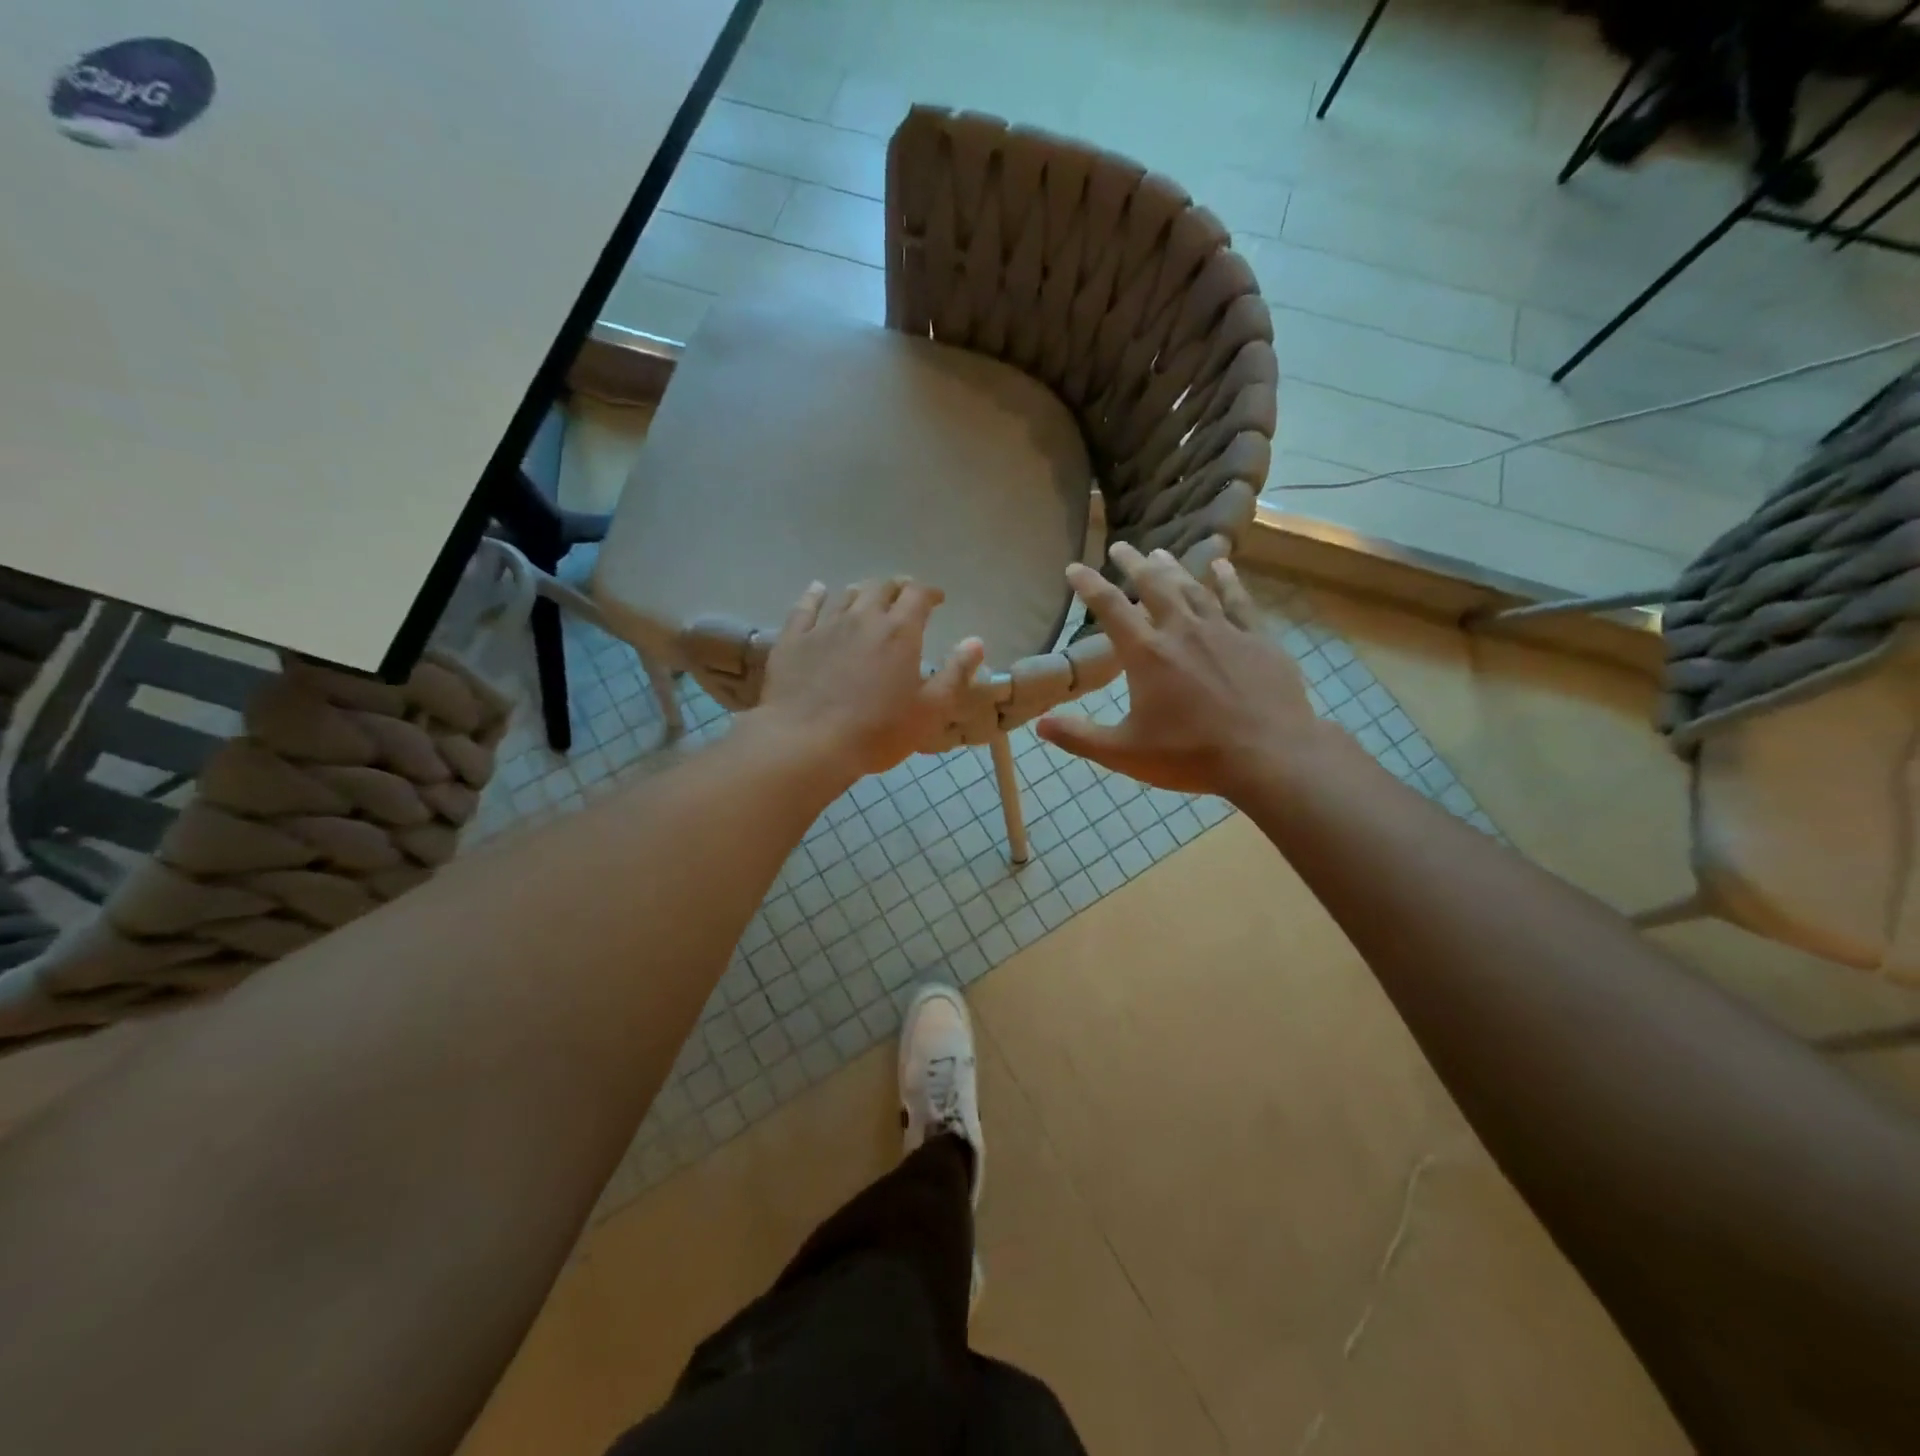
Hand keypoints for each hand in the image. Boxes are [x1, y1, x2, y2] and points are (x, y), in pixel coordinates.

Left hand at [753, 578, 984, 781]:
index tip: (937, 599)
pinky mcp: (793, 640)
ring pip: (846, 595)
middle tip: (904, 595)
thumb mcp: (930, 710)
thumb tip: (975, 641)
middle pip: (881, 588)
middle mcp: (863, 618)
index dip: (930, 593)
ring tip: (868, 596)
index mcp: (899, 632)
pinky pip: (805, 607)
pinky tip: (818, 590)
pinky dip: (815, 595)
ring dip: (862, 591)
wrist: (807, 743)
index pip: (918, 595)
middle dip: (897, 587)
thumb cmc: (877, 732)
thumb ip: (955, 674)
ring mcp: (825, 626)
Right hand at [1035, 544, 1330, 798]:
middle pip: (1153, 585)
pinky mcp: (1258, 638)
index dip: (1088, 585)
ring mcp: (1223, 630)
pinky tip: (1222, 565)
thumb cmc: (1191, 756)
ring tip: (1159, 552)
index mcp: (1147, 654)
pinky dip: (1227, 580)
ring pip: (1193, 587)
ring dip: (1173, 567)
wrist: (1269, 756)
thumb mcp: (1125, 753)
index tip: (1074, 567)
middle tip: (1120, 547)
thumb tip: (1040, 724)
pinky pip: (1239, 599)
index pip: (1109, 608)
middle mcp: (1182, 630)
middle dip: (1133, 563)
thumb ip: (1080, 736)